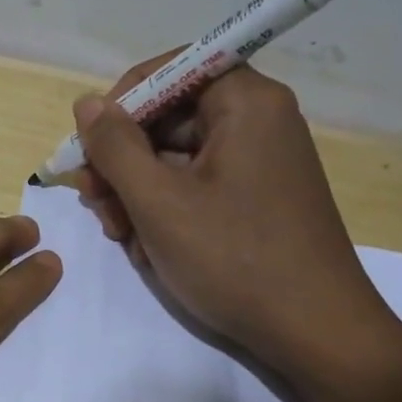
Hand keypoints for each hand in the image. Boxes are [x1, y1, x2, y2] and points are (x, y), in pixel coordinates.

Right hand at [69, 58, 401, 377]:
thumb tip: (87, 104)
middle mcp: (258, 120)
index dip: (121, 102)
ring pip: (176, 158)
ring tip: (120, 235)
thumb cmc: (234, 258)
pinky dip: (166, 210)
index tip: (90, 146)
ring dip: (137, 191)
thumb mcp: (158, 201)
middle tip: (95, 203)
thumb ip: (115, 146)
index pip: (170, 69)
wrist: (314, 333)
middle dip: (123, 160)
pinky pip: (197, 186)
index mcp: (245, 102)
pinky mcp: (257, 199)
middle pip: (169, 117)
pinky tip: (149, 249)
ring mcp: (259, 162)